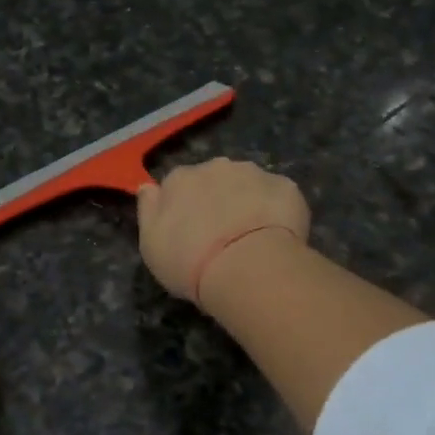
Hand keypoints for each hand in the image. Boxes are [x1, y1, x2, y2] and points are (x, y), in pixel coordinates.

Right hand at [137, 158, 310, 308]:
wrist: (246, 267)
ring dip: (249, 201)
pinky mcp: (286, 187)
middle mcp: (216, 167)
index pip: (177, 185)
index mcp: (180, 179)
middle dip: (219, 199)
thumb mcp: (151, 245)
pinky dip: (277, 211)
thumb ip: (148, 211)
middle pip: (214, 179)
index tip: (190, 231)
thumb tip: (148, 187)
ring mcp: (254, 173)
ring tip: (252, 238)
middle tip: (223, 235)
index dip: (185, 207)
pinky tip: (276, 237)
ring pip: (249, 184)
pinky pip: (278, 196)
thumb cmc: (189, 262)